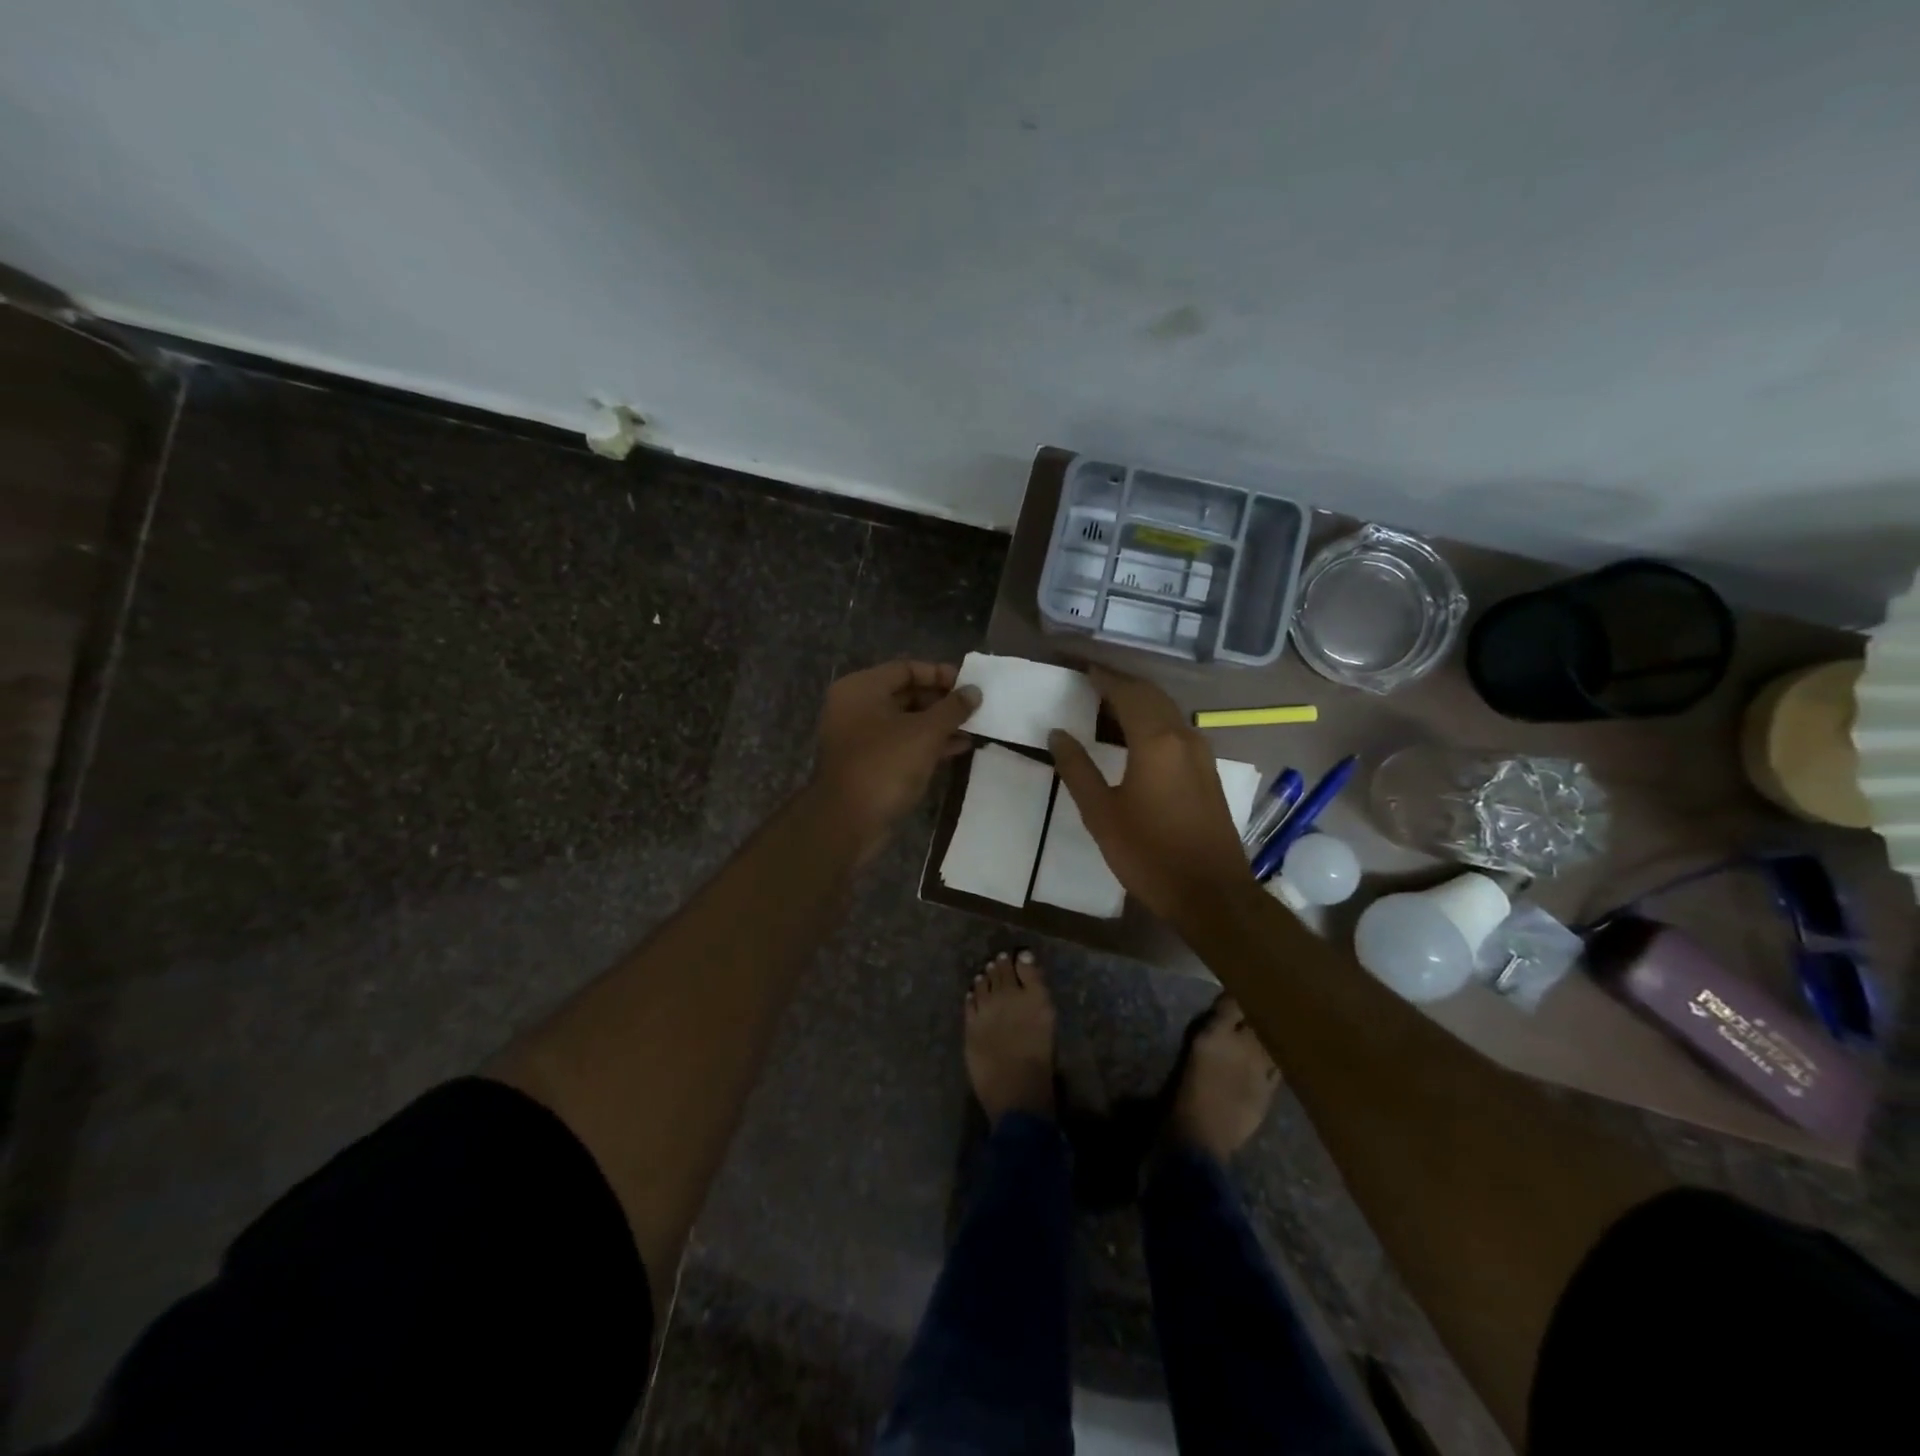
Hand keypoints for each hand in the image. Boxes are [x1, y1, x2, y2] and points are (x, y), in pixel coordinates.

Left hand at [811, 660, 980, 855]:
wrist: (848, 822)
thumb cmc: (885, 766)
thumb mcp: (925, 733)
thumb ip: (953, 708)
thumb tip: (974, 691)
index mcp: (862, 689)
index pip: (906, 668)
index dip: (940, 674)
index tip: (969, 685)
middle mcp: (857, 707)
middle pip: (906, 693)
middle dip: (942, 701)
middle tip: (975, 709)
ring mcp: (861, 737)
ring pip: (907, 721)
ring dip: (939, 725)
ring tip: (974, 729)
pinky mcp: (869, 763)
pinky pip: (902, 744)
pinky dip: (927, 744)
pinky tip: (958, 749)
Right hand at [1049, 666, 1250, 924]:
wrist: (1212, 894)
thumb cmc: (1149, 854)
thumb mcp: (1101, 814)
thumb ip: (1078, 769)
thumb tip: (1058, 734)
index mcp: (1155, 741)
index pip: (1126, 692)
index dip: (1102, 677)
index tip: (1079, 667)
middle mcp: (1183, 736)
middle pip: (1150, 695)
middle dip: (1120, 683)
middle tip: (1090, 681)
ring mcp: (1201, 753)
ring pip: (1167, 711)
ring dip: (1138, 700)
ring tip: (1107, 704)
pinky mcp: (1207, 771)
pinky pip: (1176, 729)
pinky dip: (1153, 720)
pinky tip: (1135, 736)